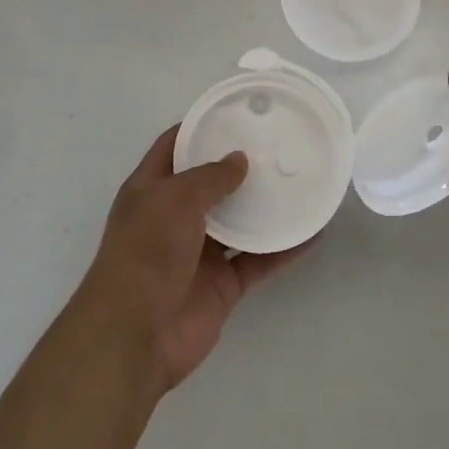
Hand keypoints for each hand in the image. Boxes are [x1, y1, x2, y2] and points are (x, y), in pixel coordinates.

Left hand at [76, 127, 308, 393]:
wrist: (136, 336)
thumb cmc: (146, 253)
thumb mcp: (174, 199)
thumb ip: (210, 176)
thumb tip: (240, 159)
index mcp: (151, 190)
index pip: (175, 146)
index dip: (202, 127)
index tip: (238, 113)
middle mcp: (174, 217)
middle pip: (211, 183)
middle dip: (241, 166)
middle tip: (279, 144)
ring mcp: (199, 252)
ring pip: (239, 221)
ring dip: (265, 205)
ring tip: (300, 180)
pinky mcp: (223, 284)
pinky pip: (258, 259)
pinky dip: (283, 248)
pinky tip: (312, 231)